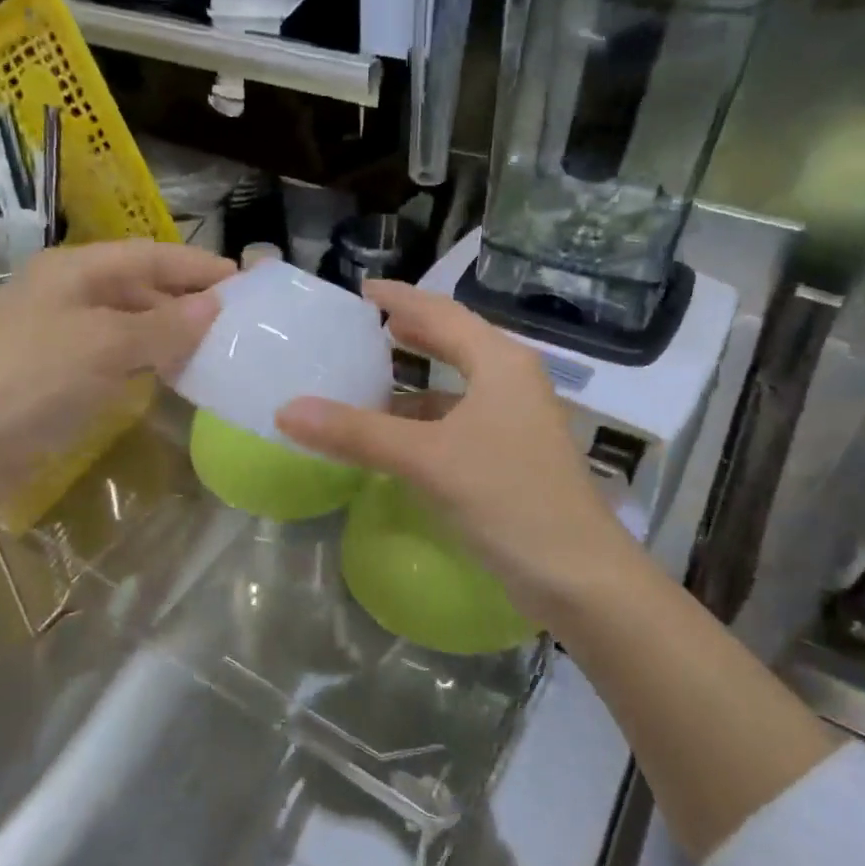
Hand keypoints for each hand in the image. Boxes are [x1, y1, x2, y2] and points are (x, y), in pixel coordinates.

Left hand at [0, 240, 233, 490]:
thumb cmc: (24, 380)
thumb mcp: (103, 345)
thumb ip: (164, 325)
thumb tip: (216, 306)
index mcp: (72, 270)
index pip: (150, 255)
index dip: (198, 266)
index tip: (247, 282)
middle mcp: (63, 296)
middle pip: (139, 289)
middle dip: (187, 303)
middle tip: (240, 325)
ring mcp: (54, 341)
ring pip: (127, 328)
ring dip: (169, 338)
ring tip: (217, 353)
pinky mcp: (49, 383)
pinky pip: (111, 364)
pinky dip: (144, 368)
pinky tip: (169, 382)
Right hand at [276, 281, 644, 619]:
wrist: (578, 576)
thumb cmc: (508, 498)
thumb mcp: (427, 459)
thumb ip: (357, 432)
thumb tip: (286, 410)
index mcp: (501, 364)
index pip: (442, 313)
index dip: (401, 298)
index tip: (362, 289)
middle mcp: (513, 383)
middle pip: (455, 343)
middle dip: (413, 333)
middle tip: (367, 326)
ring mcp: (517, 422)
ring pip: (457, 387)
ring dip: (416, 383)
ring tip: (372, 379)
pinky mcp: (513, 458)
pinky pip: (460, 423)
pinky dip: (426, 422)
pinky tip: (399, 437)